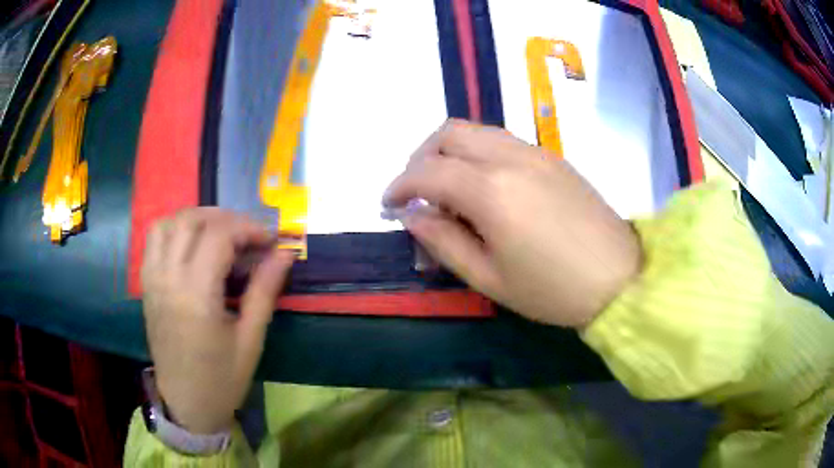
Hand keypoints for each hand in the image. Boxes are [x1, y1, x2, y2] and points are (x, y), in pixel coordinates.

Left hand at [141, 209, 293, 433]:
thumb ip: (264, 291)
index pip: (219, 236)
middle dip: (226, 218)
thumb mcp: (250, 340)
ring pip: (169, 222)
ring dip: (197, 218)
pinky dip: (175, 228)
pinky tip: (192, 244)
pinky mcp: (146, 284)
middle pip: (192, 220)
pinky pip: (154, 239)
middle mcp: (169, 279)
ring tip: (220, 233)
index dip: (249, 228)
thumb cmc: (221, 379)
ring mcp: (153, 279)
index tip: (271, 240)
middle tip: (249, 235)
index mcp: (196, 296)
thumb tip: (284, 254)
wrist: (186, 403)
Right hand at [384, 120, 641, 326]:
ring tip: (446, 187)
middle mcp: (511, 157)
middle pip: (449, 133)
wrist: (619, 279)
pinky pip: (502, 140)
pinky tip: (484, 185)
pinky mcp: (553, 157)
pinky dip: (478, 153)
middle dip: (421, 157)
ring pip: (477, 130)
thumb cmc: (552, 290)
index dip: (400, 185)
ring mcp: (536, 152)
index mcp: (491, 191)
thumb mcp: (488, 277)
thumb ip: (442, 241)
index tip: (388, 204)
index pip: (427, 171)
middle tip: (417, 191)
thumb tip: (412, 214)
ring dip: (450, 150)